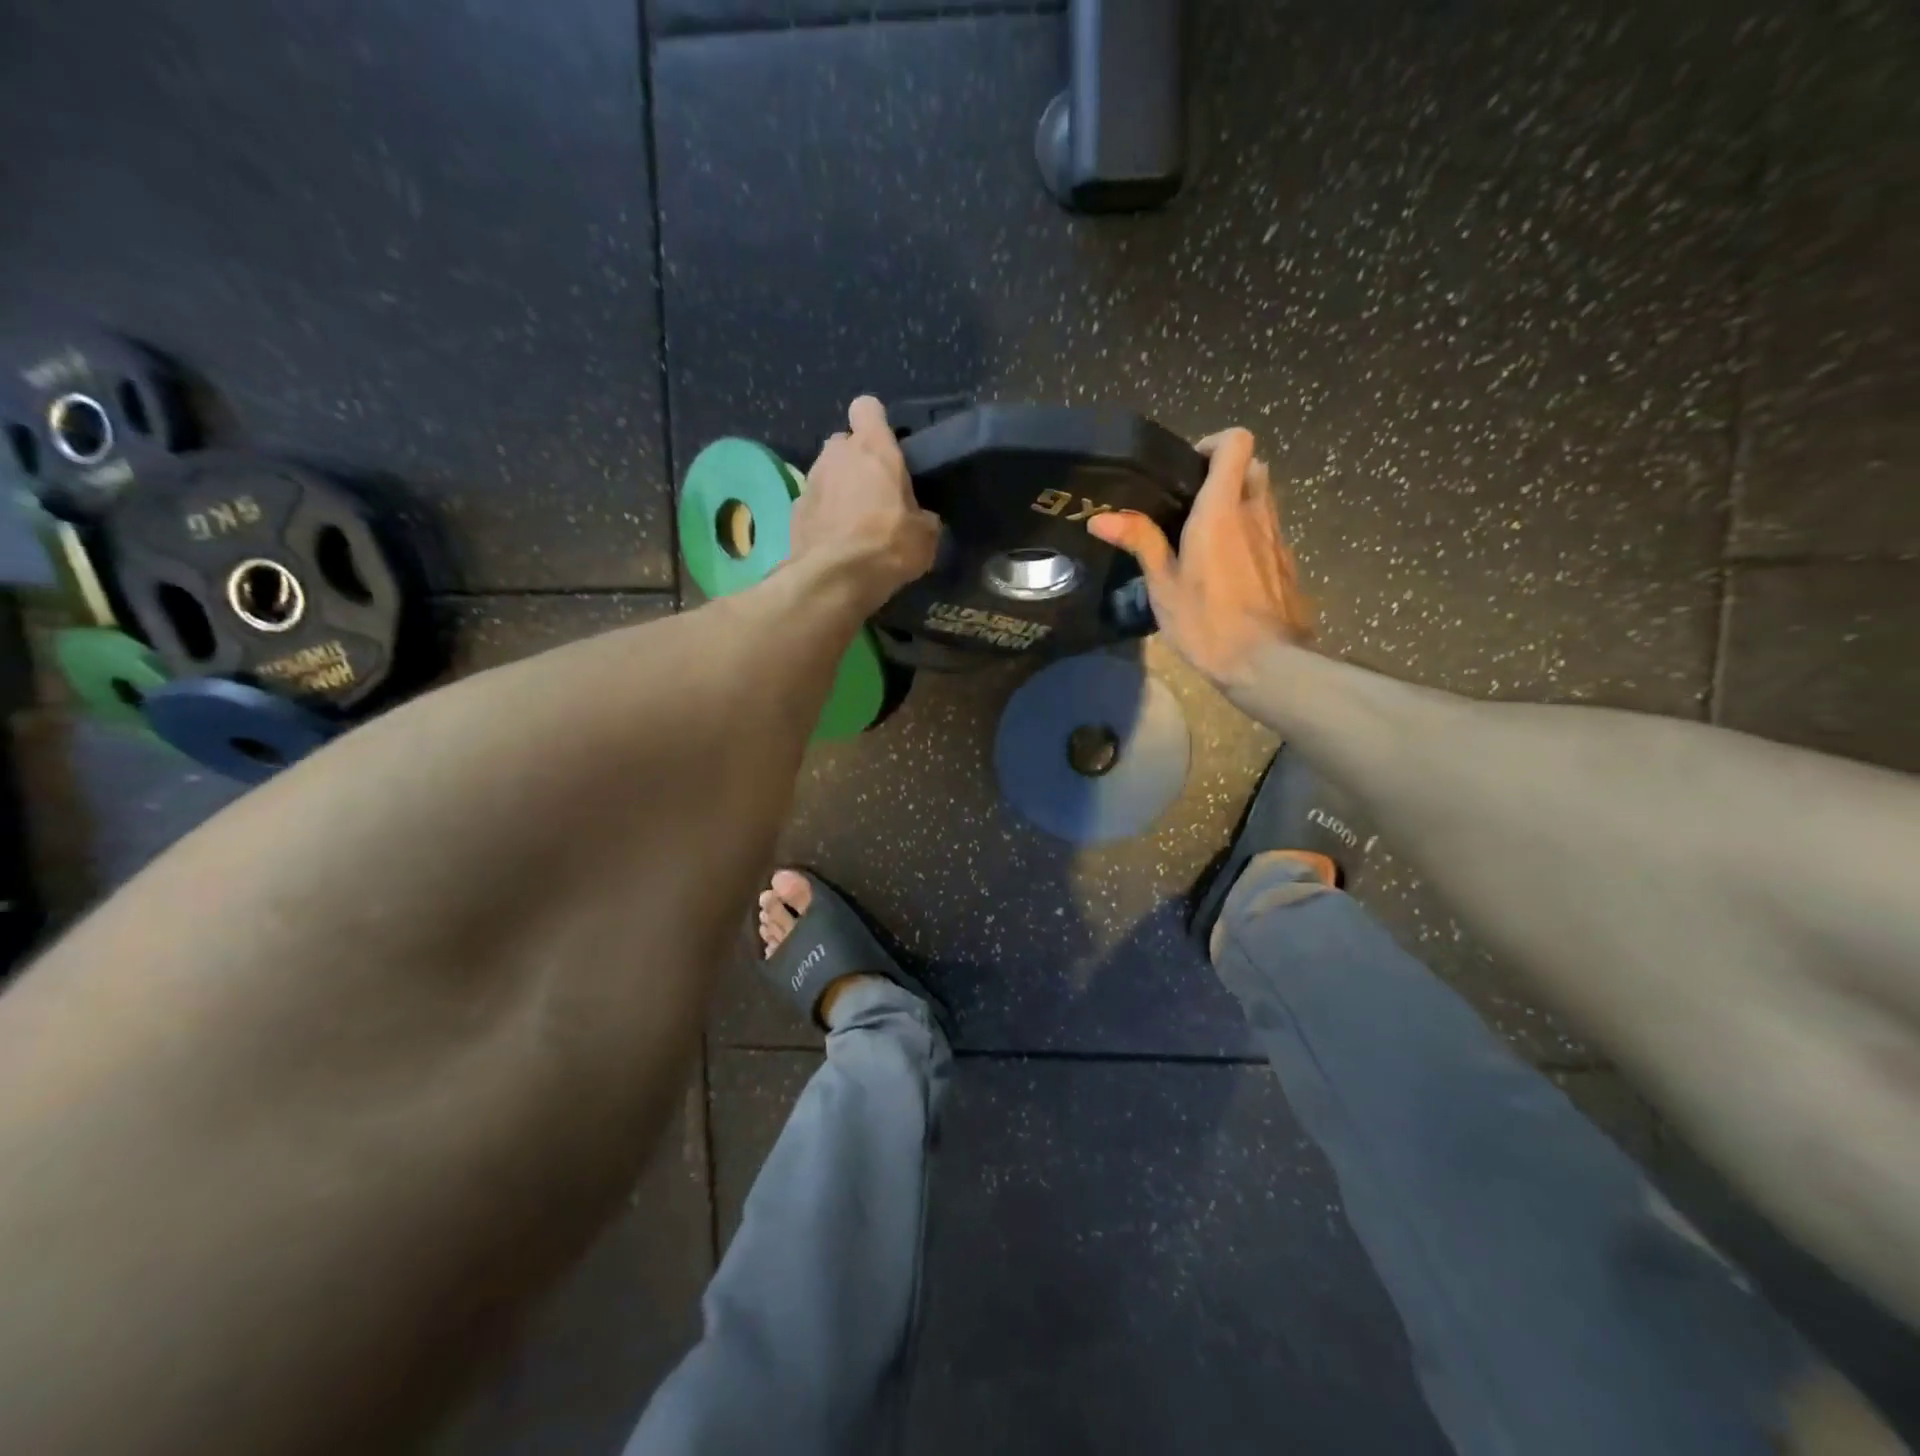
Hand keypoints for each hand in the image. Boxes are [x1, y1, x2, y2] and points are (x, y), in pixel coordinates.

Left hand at [790, 396, 940, 609]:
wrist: (834, 579)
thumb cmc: (888, 545)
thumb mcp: (925, 535)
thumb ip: (922, 515)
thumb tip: (920, 519)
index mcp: (873, 448)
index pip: (867, 408)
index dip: (876, 424)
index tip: (887, 447)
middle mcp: (837, 454)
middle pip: (844, 442)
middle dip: (856, 461)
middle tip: (874, 492)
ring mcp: (811, 480)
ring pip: (827, 473)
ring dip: (839, 489)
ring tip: (854, 522)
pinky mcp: (794, 510)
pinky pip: (813, 502)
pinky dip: (823, 515)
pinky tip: (835, 540)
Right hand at [1088, 428, 1311, 686]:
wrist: (1266, 663)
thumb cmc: (1207, 622)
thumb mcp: (1163, 585)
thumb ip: (1140, 541)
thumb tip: (1100, 518)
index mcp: (1222, 510)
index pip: (1237, 442)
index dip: (1214, 443)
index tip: (1187, 469)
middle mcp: (1256, 513)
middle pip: (1254, 466)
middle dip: (1227, 472)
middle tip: (1194, 503)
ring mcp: (1278, 538)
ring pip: (1264, 499)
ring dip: (1240, 504)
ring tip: (1207, 539)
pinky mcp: (1287, 563)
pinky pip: (1269, 531)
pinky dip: (1250, 534)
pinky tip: (1228, 569)